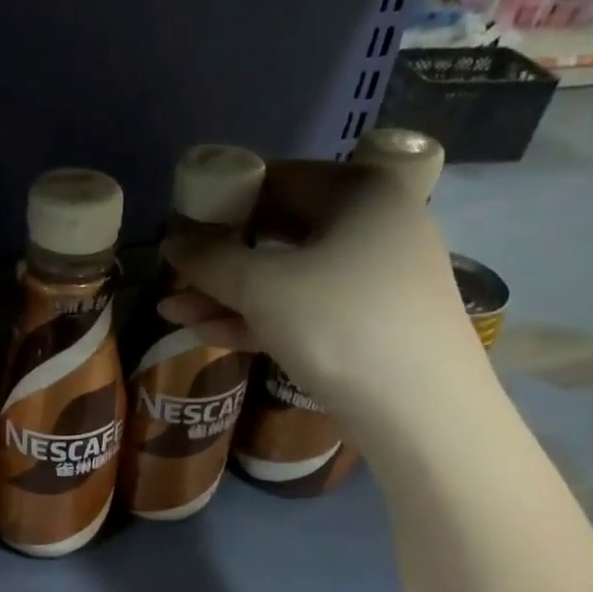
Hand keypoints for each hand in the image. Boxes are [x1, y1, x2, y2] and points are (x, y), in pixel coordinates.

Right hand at [160, 157, 485, 426]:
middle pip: (277, 231)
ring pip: (285, 276)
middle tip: (173, 272)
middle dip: (219, 258)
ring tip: (171, 312)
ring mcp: (371, 278)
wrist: (422, 412)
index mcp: (359, 192)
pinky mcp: (365, 323)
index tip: (178, 224)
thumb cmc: (340, 325)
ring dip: (227, 295)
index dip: (220, 200)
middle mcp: (372, 225)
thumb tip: (171, 243)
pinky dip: (257, 318)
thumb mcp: (263, 288)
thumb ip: (210, 261)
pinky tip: (206, 333)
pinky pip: (302, 308)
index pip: (275, 179)